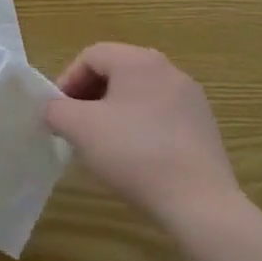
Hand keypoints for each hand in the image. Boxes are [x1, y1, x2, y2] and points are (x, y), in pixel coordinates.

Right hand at [45, 44, 240, 230]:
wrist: (200, 204)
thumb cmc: (133, 154)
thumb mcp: (78, 128)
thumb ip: (56, 109)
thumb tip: (56, 109)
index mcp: (138, 60)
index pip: (91, 56)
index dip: (67, 81)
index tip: (59, 113)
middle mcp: (168, 69)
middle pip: (116, 72)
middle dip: (90, 97)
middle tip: (77, 127)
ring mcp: (191, 99)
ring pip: (139, 95)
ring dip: (115, 113)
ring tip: (105, 145)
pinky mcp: (206, 127)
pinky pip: (162, 116)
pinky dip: (142, 128)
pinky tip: (137, 159)